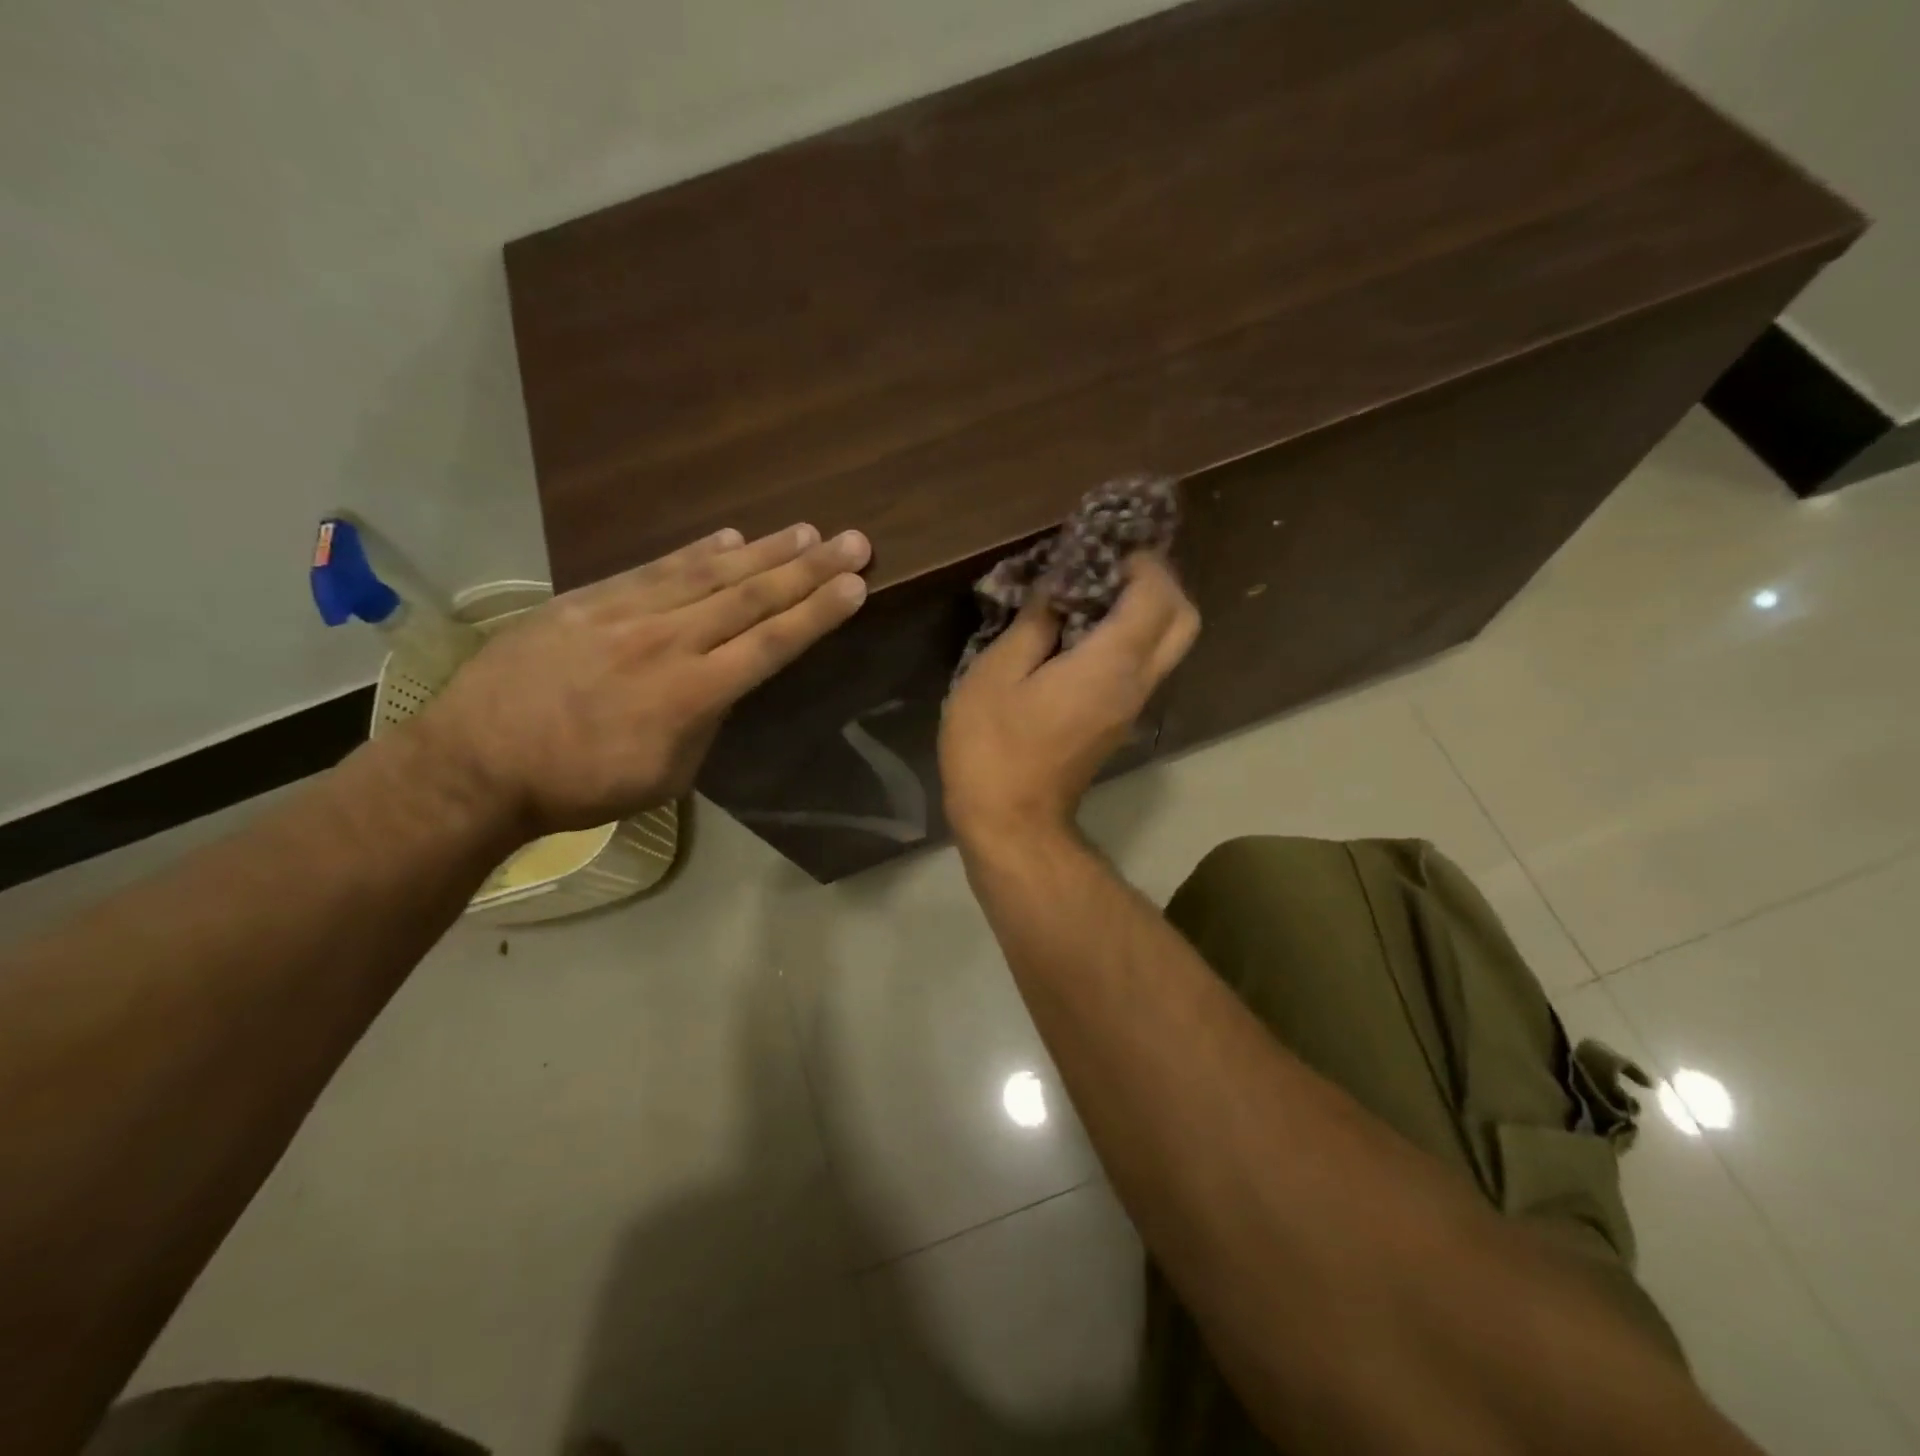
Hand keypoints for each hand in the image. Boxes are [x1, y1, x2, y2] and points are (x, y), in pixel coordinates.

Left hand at [415, 523, 871, 835]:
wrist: (477, 763)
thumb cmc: (580, 785)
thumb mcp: (665, 775)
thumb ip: (706, 722)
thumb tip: (725, 681)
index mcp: (691, 695)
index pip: (771, 643)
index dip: (818, 612)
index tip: (856, 584)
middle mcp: (667, 643)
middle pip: (750, 598)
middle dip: (809, 569)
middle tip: (852, 541)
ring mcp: (625, 615)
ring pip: (708, 574)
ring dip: (763, 551)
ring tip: (805, 531)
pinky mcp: (588, 600)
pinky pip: (654, 569)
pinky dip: (695, 551)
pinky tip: (728, 536)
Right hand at [940, 554, 1198, 846]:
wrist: (1012, 823)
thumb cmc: (993, 747)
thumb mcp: (996, 674)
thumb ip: (1034, 623)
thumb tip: (1057, 588)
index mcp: (1111, 664)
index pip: (1155, 595)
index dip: (1140, 561)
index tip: (1105, 545)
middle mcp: (1137, 682)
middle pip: (1182, 619)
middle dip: (1159, 581)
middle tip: (1112, 566)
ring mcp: (1134, 706)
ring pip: (1170, 644)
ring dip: (1148, 608)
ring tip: (1095, 591)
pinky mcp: (1120, 722)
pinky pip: (1146, 664)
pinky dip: (1133, 635)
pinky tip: (1085, 629)